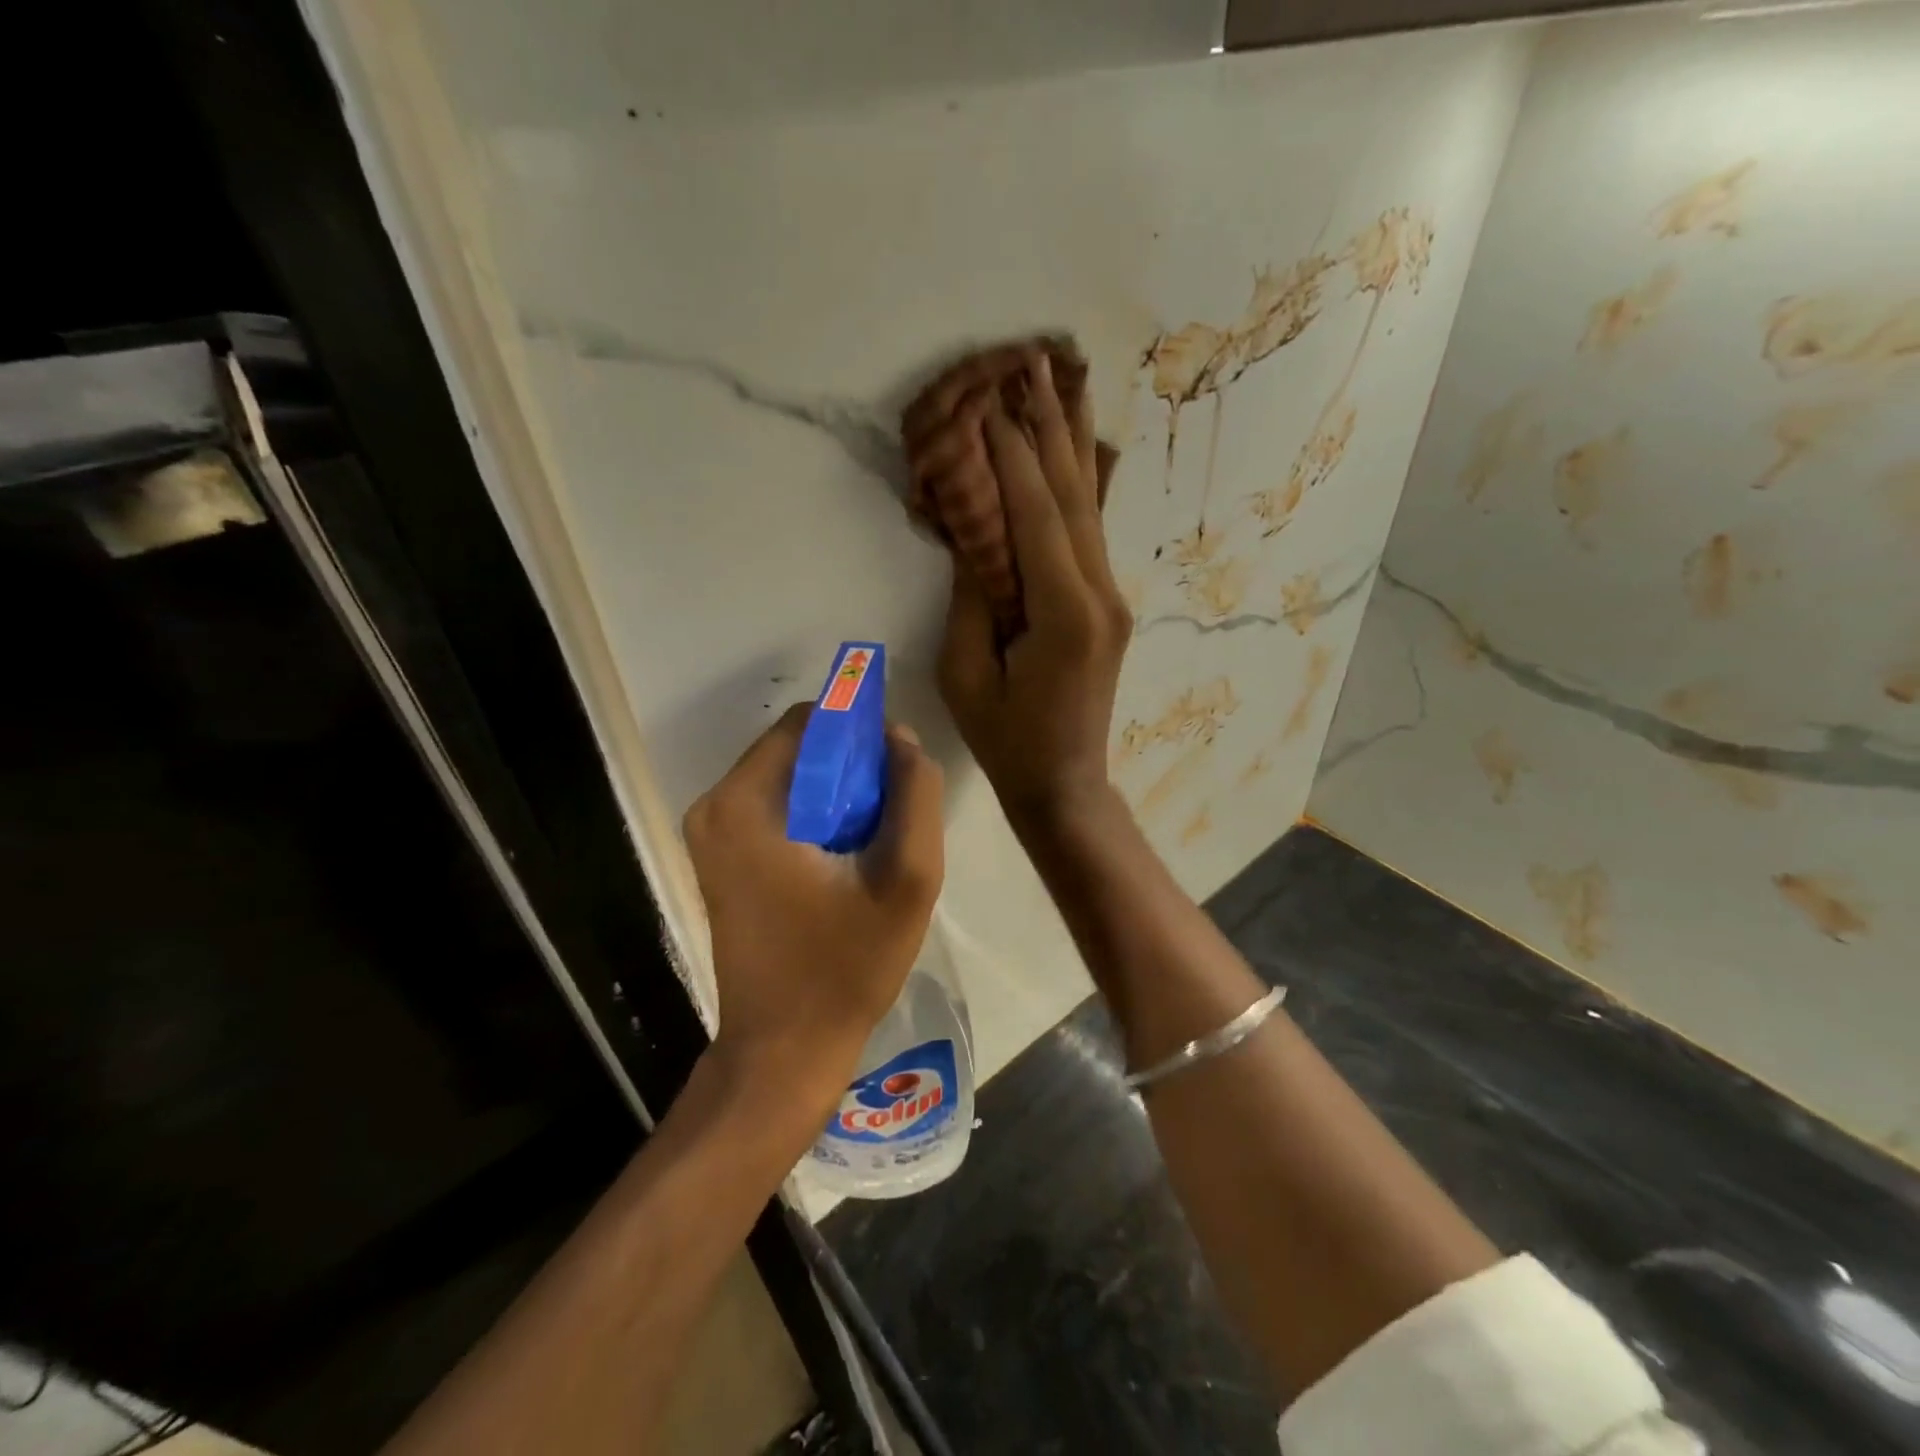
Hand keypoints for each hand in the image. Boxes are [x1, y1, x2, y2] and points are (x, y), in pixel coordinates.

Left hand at [684, 705, 944, 1105]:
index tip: (896, 771)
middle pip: (797, 747)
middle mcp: (715, 806)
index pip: (810, 721)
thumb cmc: (845, 968)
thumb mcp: (908, 880)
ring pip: (789, 775)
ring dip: (837, 792)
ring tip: (871, 842)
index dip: (860, 732)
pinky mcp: (719, 856)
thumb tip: (902, 739)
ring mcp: (711, 833)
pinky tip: (844, 858)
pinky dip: (815, 813)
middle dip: (850, 765)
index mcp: (746, 802)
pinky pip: (776, 805)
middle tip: (890, 815)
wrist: (784, 1050)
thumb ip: (916, 797)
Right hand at [938, 349, 1131, 828]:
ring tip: (1061, 378)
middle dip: (1050, 427)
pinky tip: (1077, 446)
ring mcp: (1111, 598)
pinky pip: (1091, 532)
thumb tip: (975, 534)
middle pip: (1073, 496)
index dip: (1013, 456)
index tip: (994, 399)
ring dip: (1070, 441)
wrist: (1065, 784)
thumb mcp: (968, 674)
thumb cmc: (1007, 741)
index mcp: (1064, 615)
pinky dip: (1078, 483)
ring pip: (1089, 506)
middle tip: (1033, 360)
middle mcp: (1100, 595)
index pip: (1037, 516)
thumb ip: (973, 598)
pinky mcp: (1108, 605)